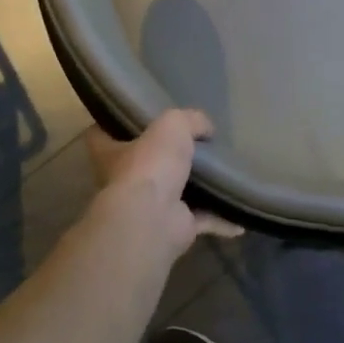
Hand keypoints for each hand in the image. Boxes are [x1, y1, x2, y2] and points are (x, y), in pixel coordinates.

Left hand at [85, 109, 243, 258]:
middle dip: (164, 157)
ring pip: (174, 193)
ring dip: (196, 189)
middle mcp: (124, 181)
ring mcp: (148, 208)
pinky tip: (240, 217)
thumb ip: (190, 120)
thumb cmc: (150, 165)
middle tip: (194, 143)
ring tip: (221, 174)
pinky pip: (202, 220)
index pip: (102, 133)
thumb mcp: (172, 125)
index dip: (118, 123)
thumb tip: (206, 128)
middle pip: (143, 164)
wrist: (153, 219)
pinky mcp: (173, 227)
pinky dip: (221, 219)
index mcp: (109, 152)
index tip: (139, 115)